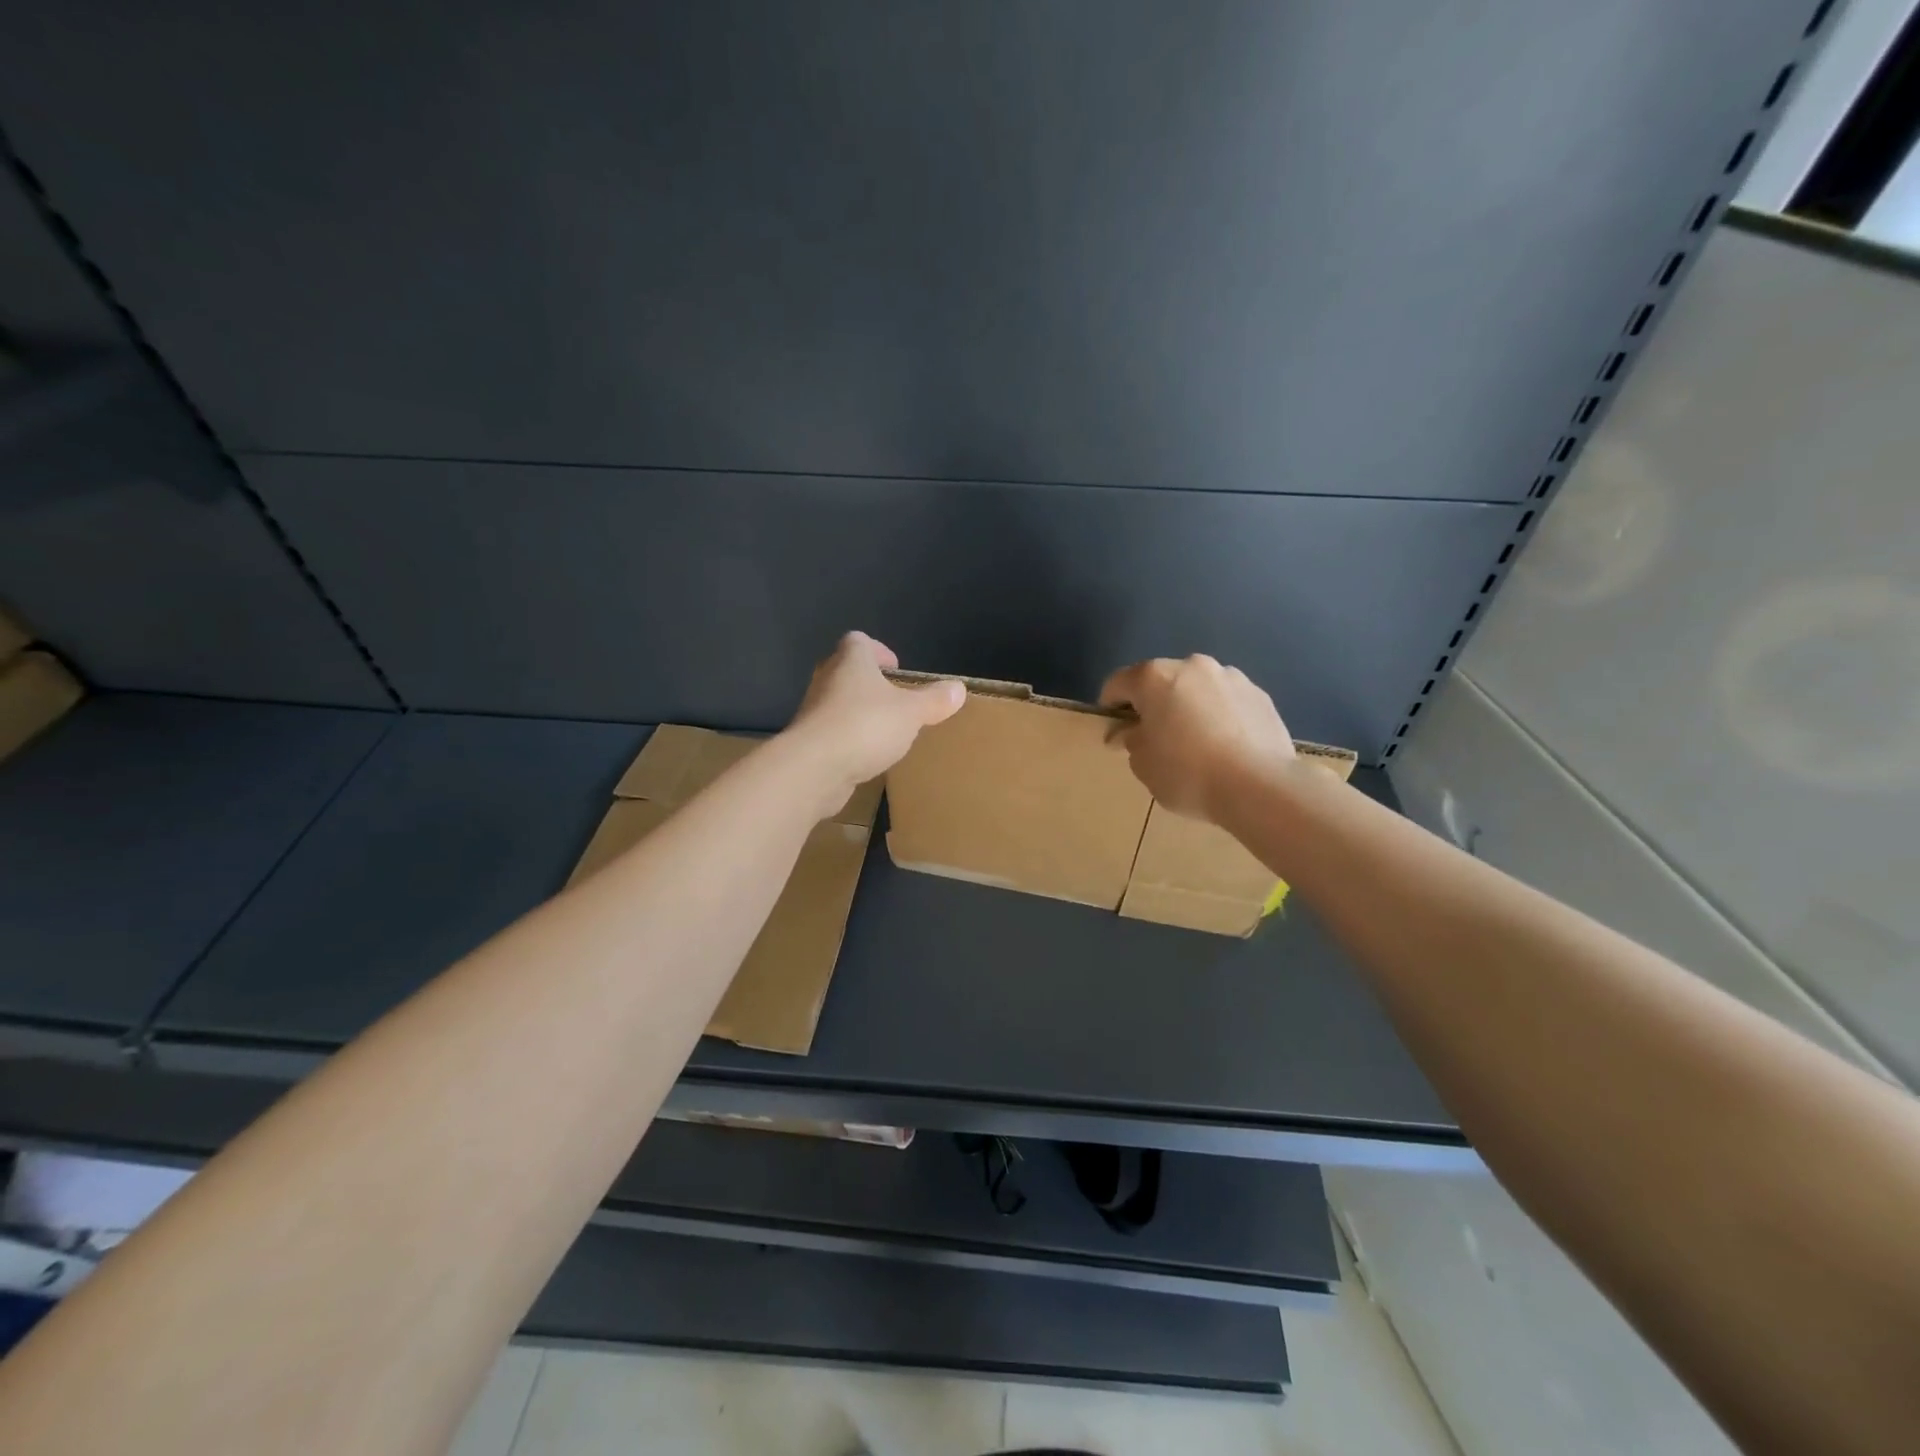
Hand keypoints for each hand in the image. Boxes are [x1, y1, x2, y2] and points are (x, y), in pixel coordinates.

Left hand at [784, 632, 965, 816]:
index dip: (878, 650)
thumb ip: (934, 700)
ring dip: (858, 713)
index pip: (859, 641)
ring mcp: (813, 712)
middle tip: (894, 701)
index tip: (896, 669)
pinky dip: (848, 740)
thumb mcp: (911, 713)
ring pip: (838, 703)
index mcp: (850, 662)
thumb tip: (958, 688)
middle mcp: (827, 680)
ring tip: (885, 732)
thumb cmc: (865, 726)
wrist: (814, 768)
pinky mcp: (808, 742)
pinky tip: (866, 757)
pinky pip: (832, 733)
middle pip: (846, 671)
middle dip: (869, 684)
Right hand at [1099, 655, 1298, 823]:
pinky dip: (1219, 716)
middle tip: (1155, 737)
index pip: (1118, 683)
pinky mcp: (1260, 695)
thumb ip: (1130, 741)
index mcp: (1155, 677)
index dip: (1110, 706)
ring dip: (1189, 706)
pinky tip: (1225, 746)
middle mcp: (1192, 666)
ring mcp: (1231, 677)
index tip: (1114, 730)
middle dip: (1154, 704)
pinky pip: (1227, 702)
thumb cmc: (1187, 772)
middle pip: (1161, 681)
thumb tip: (1128, 733)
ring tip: (1195, 743)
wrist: (1259, 786)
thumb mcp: (1143, 764)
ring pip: (1197, 688)